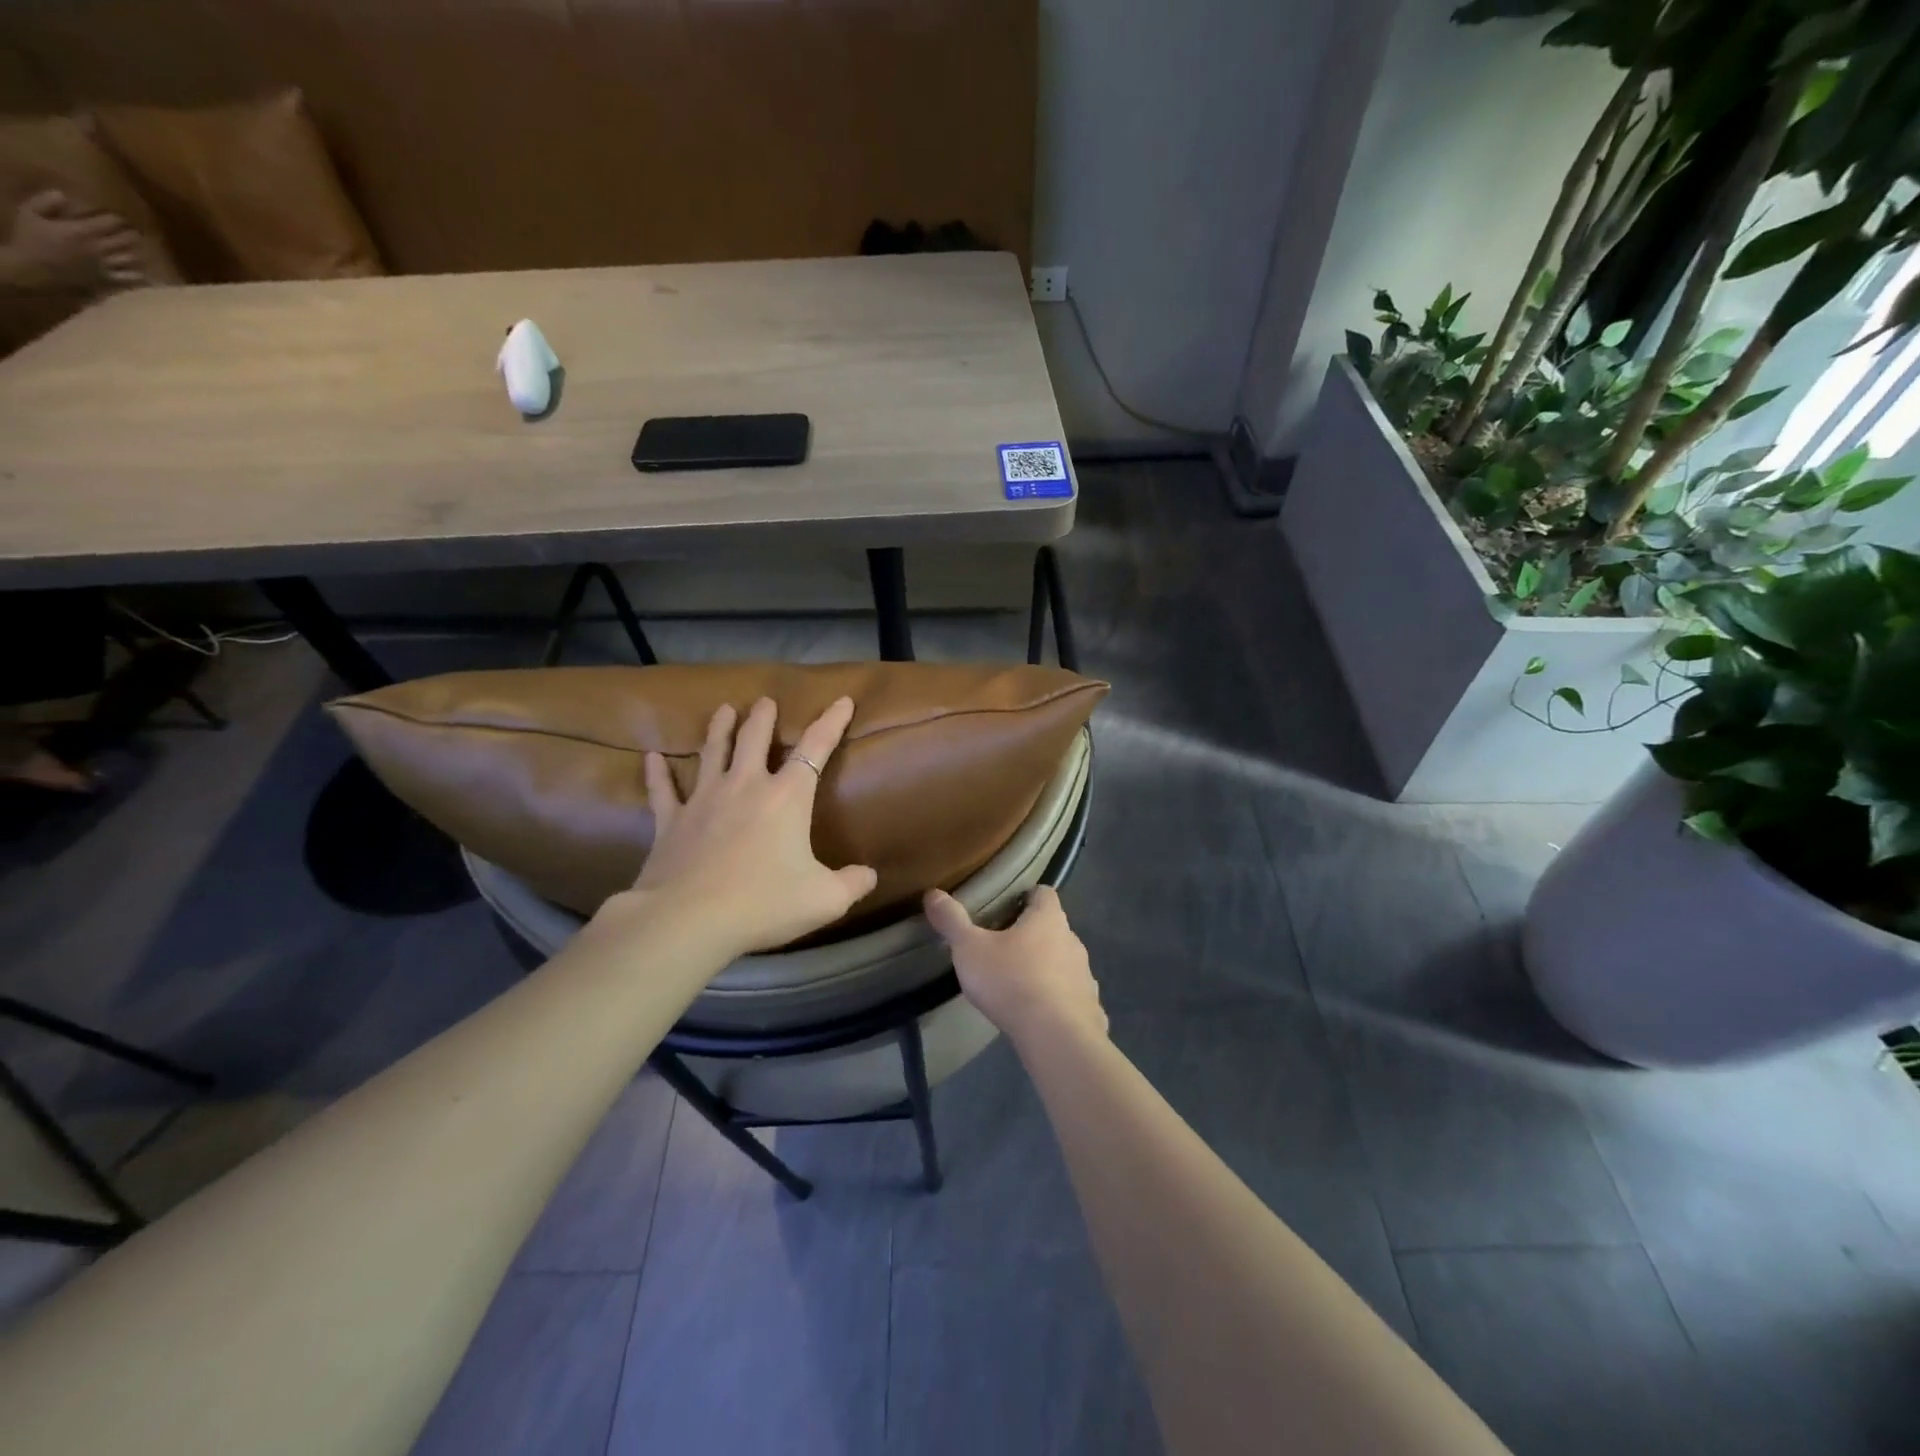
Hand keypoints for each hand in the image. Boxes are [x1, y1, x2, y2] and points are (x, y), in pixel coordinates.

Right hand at [4, 190, 147, 289]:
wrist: (33, 270)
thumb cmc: (30, 240)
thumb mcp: (29, 214)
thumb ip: (45, 202)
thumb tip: (63, 195)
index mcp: (81, 230)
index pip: (109, 222)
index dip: (118, 219)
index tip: (121, 218)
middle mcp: (100, 248)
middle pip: (126, 240)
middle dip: (133, 235)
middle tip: (137, 232)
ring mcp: (107, 266)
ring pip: (133, 259)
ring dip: (138, 254)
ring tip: (142, 251)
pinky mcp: (110, 280)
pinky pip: (132, 279)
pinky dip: (141, 275)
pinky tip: (145, 273)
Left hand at [627, 696, 877, 958]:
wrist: (689, 921)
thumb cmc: (764, 904)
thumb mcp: (824, 899)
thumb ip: (852, 884)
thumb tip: (870, 875)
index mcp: (786, 797)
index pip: (816, 749)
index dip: (832, 722)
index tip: (842, 700)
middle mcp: (745, 787)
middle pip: (754, 740)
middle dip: (763, 718)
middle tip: (764, 701)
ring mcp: (703, 801)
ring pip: (712, 753)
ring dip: (719, 729)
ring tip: (723, 710)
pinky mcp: (671, 823)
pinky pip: (662, 791)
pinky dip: (656, 774)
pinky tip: (651, 758)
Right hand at [924, 885, 1105, 1048]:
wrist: (1056, 1037)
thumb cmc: (1011, 981)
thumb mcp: (970, 949)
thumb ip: (952, 921)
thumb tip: (933, 893)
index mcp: (1047, 919)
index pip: (1043, 893)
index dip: (1025, 896)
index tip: (1004, 908)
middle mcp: (1072, 940)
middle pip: (1053, 928)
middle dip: (1031, 935)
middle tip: (1002, 948)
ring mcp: (1085, 974)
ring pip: (1063, 962)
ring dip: (1046, 968)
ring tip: (1017, 983)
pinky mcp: (1090, 1007)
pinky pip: (1073, 996)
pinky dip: (1058, 999)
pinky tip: (1039, 1015)